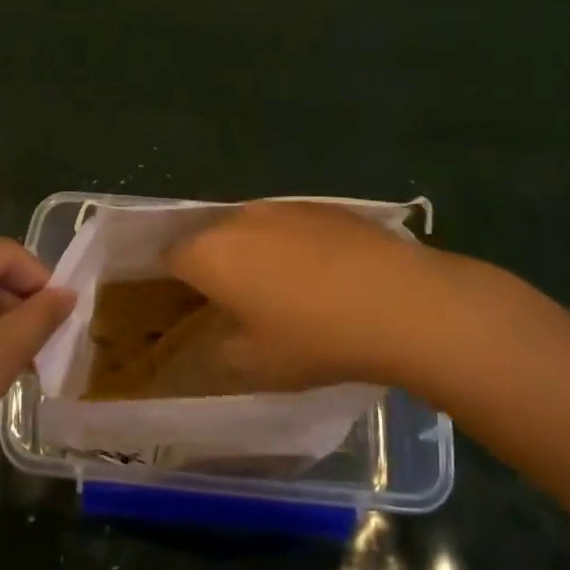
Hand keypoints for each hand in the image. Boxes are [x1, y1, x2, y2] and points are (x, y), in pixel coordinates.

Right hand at [166, 201, 460, 389]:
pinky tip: (321, 274)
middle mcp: (237, 219)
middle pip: (209, 236)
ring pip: (250, 227)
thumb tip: (223, 335)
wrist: (399, 302)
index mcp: (209, 254)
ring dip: (253, 251)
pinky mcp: (321, 205)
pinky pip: (288, 224)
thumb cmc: (315, 338)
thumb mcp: (258, 364)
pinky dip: (291, 244)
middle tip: (233, 299)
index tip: (189, 303)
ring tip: (280, 288)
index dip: (174, 279)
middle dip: (214, 263)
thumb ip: (223, 349)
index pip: (171, 256)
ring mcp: (281, 206)